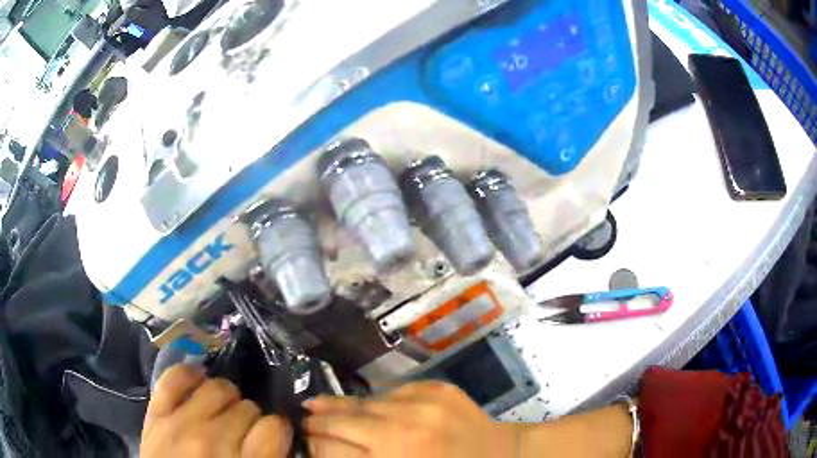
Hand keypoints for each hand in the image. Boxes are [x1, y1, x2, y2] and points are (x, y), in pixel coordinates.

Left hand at [141, 364, 292, 457]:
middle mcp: (213, 442)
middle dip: (251, 417)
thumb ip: (267, 456)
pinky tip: (199, 381)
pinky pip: (174, 378)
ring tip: (223, 411)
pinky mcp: (156, 414)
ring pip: (217, 388)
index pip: (274, 427)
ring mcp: (180, 424)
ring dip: (227, 397)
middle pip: (247, 408)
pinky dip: (189, 374)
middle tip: (245, 431)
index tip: (273, 436)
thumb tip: (276, 434)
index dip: (278, 429)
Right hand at [303, 381, 516, 457]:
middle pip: (342, 422)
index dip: (312, 444)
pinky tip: (368, 408)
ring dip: (341, 408)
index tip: (302, 439)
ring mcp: (423, 404)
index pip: (331, 450)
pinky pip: (391, 394)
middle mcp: (404, 431)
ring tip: (318, 406)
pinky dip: (378, 403)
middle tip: (301, 419)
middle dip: (317, 422)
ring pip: (363, 403)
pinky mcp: (436, 388)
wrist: (501, 455)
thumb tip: (323, 450)